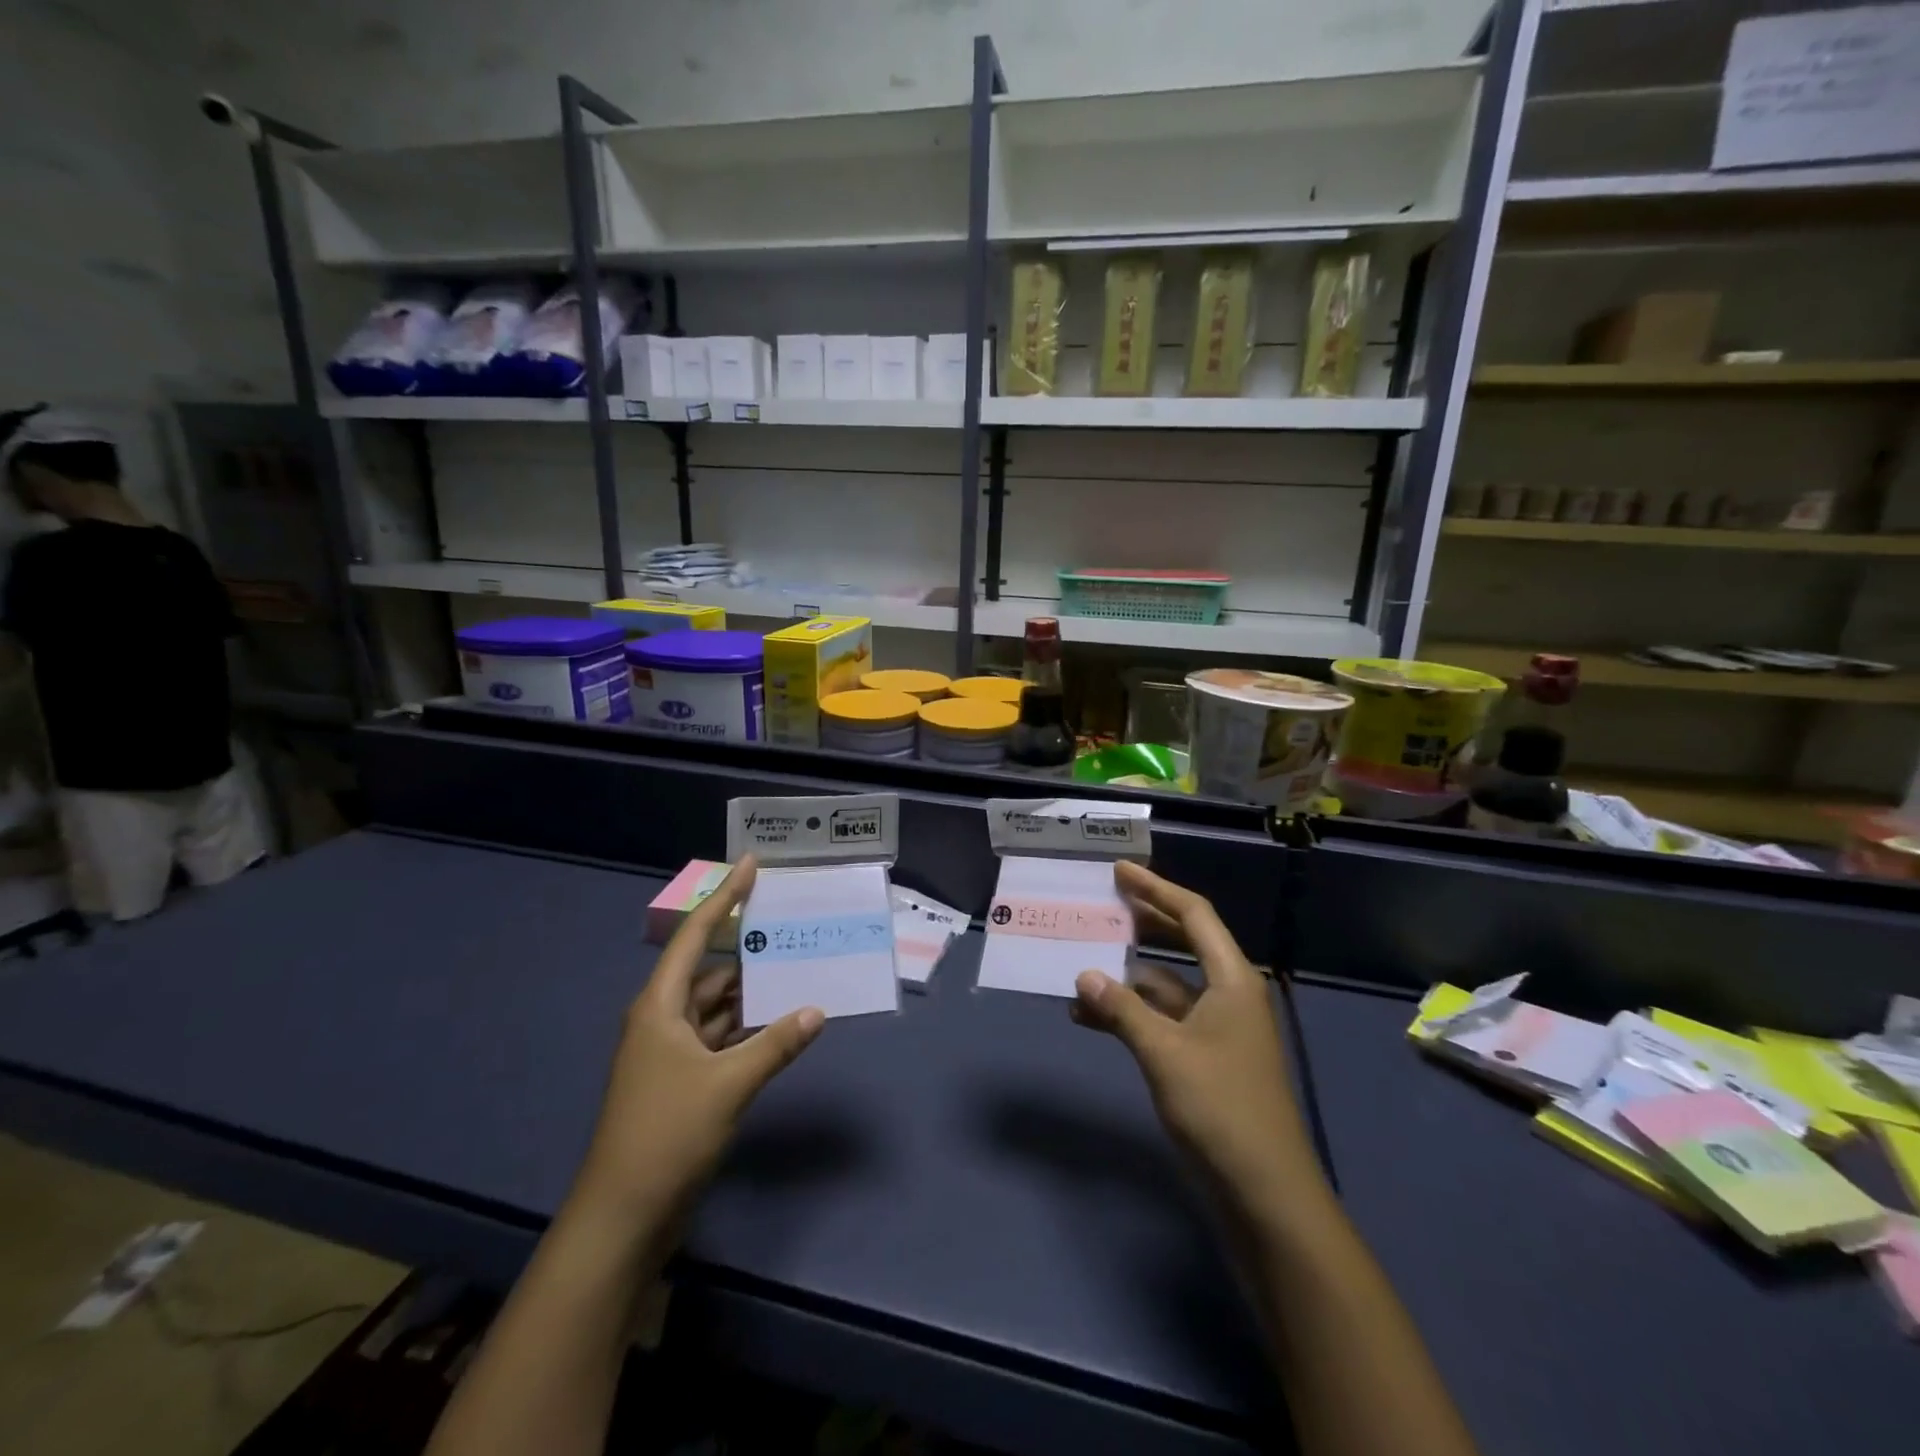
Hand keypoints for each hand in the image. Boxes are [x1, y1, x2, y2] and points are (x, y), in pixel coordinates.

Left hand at [573, 857, 823, 1224]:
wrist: (622, 1218)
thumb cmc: (666, 1135)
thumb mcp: (727, 1086)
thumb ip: (775, 1045)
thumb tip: (817, 1010)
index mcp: (659, 1007)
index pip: (696, 936)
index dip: (725, 898)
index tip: (752, 866)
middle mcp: (663, 1021)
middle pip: (709, 970)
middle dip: (748, 949)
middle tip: (791, 925)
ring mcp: (672, 1054)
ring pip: (718, 1007)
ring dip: (752, 992)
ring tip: (797, 968)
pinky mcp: (683, 1082)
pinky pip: (721, 1038)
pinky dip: (749, 1028)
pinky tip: (781, 1022)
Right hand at [1072, 861, 1319, 1207]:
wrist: (1265, 1193)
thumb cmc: (1221, 1109)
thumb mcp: (1165, 1053)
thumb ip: (1122, 1010)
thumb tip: (1083, 975)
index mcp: (1232, 979)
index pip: (1193, 915)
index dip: (1156, 889)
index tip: (1120, 871)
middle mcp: (1227, 994)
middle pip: (1183, 942)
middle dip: (1144, 922)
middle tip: (1103, 903)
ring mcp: (1217, 1028)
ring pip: (1167, 984)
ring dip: (1127, 976)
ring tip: (1082, 963)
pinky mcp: (1205, 1058)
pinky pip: (1163, 1019)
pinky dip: (1131, 1014)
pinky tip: (1092, 1018)